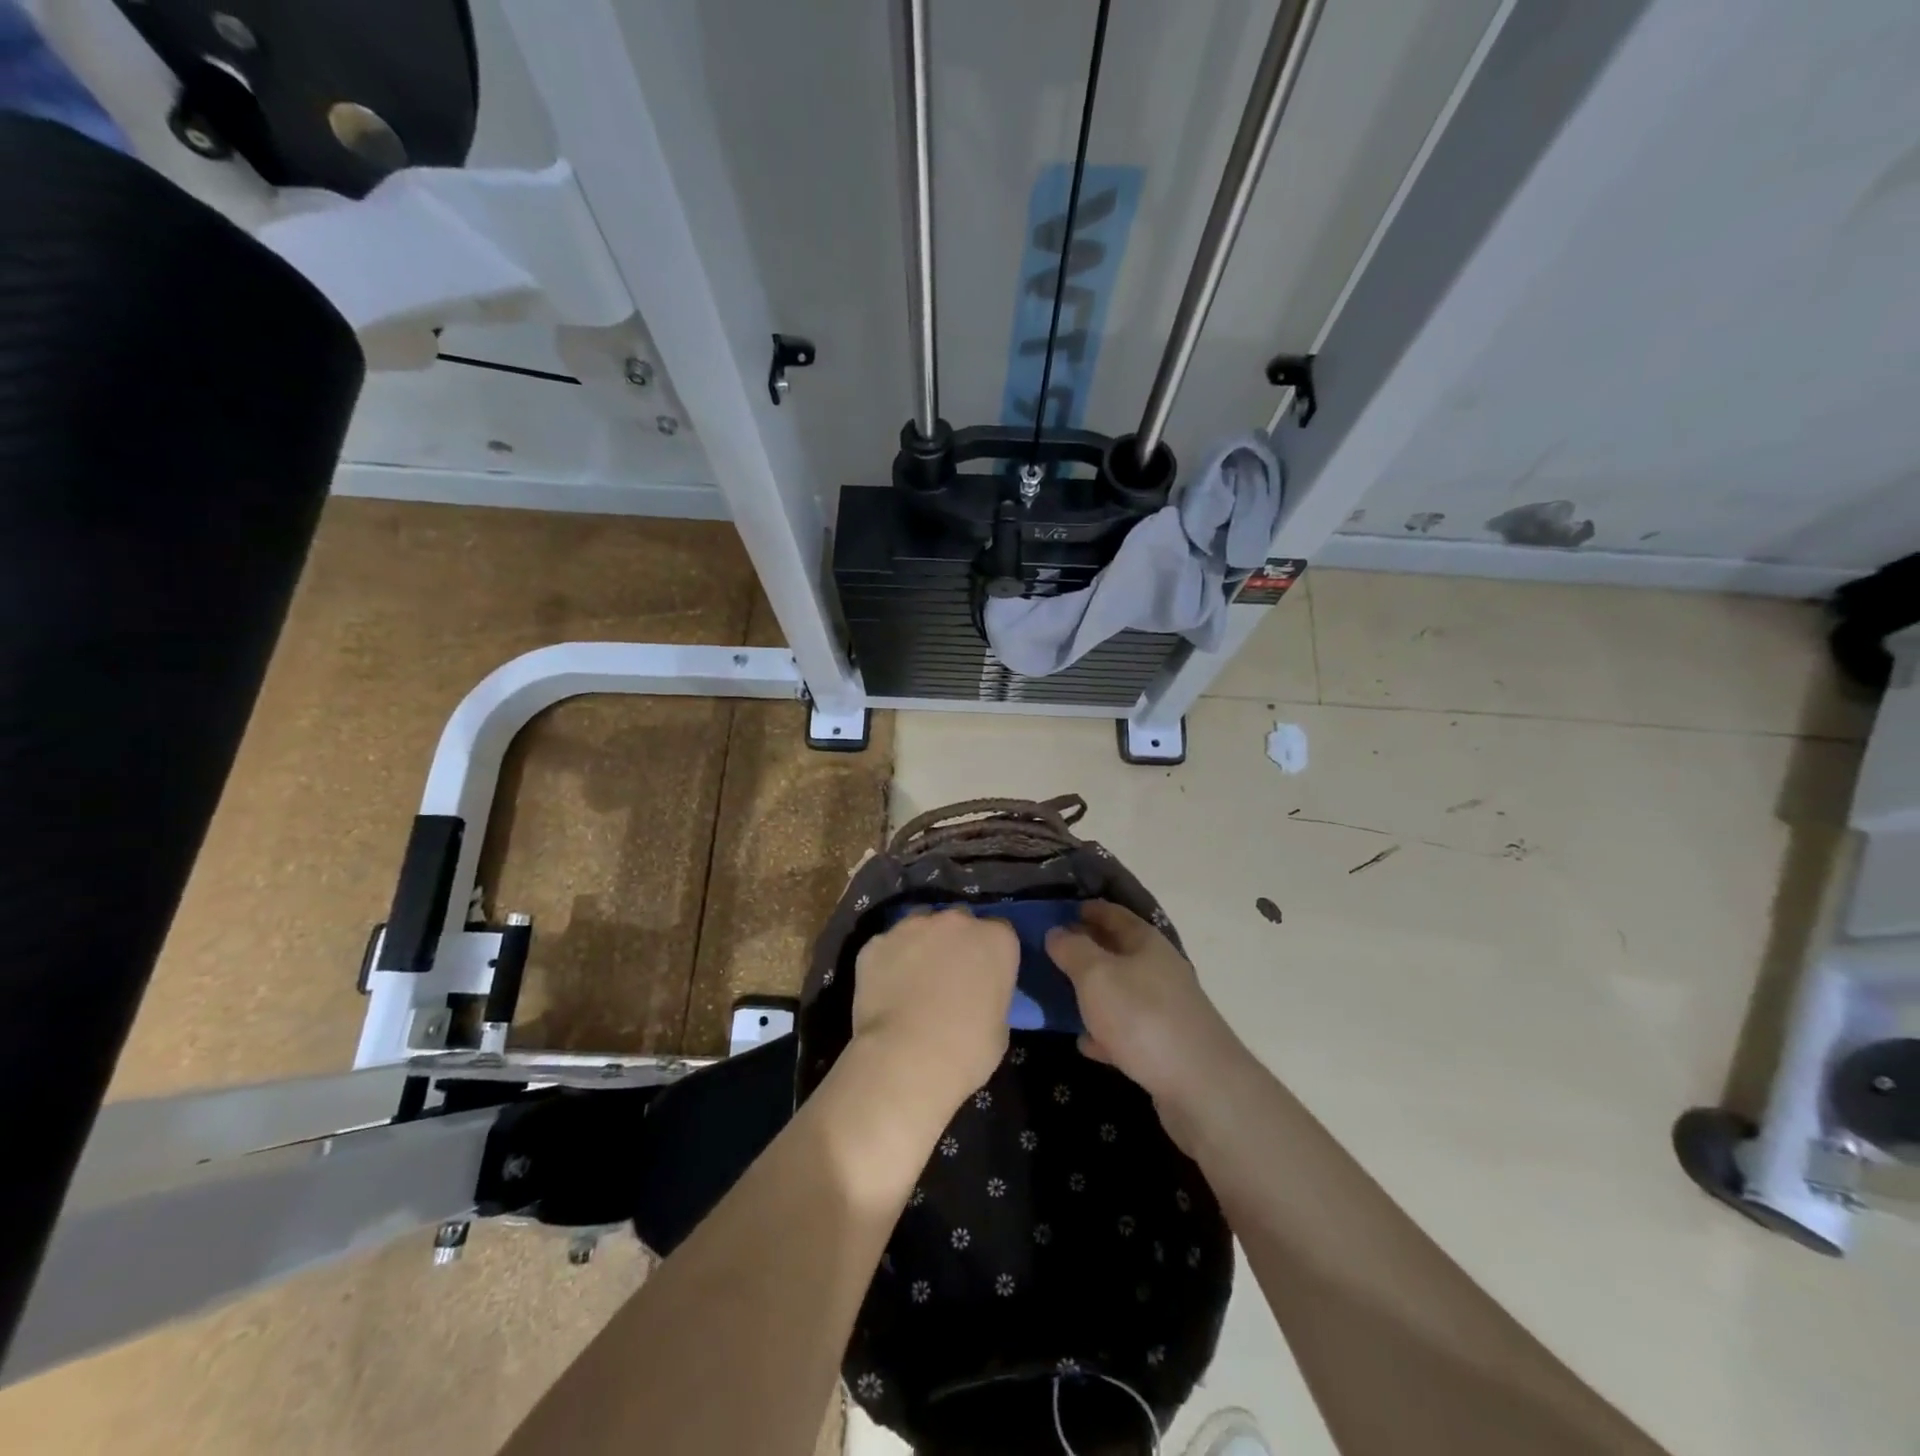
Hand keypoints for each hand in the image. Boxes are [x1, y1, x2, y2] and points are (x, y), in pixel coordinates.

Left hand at [850, 908, 1018, 1118]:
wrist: (907, 1057)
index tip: (984, 976)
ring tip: (914, 981)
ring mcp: (912, 927)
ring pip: (920, 926)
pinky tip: (886, 990)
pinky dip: (888, 962)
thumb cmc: (967, 1049)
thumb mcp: (999, 1028)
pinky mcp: (876, 942)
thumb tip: (976, 1000)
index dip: (991, 954)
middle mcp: (956, 921)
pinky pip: (887, 947)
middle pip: (959, 921)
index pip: (1000, 933)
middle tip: (949, 977)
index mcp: (996, 939)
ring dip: (921, 945)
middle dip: (955, 942)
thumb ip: (990, 998)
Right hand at [1046, 902, 1245, 1139]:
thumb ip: (1072, 949)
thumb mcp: (1095, 975)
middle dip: (1085, 949)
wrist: (1202, 1088)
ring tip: (1060, 995)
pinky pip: (1127, 1029)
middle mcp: (1159, 968)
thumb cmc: (1143, 1017)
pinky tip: (1085, 1042)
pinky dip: (1106, 1031)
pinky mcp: (1166, 1045)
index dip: (1085, 909)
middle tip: (1050, 953)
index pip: (1112, 913)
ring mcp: (1165, 1008)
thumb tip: (1056, 931)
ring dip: (1094, 991)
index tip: (1057, 911)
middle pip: (1117, 950)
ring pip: (1121, 990)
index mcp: (1146, 942)